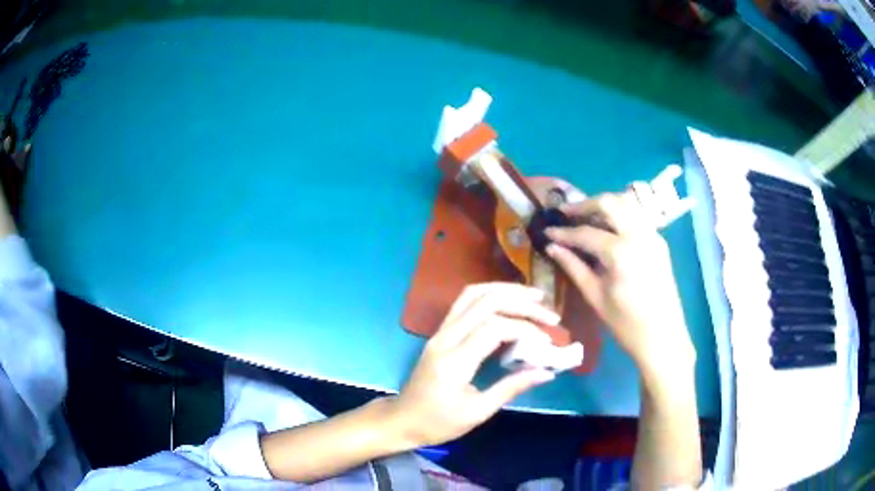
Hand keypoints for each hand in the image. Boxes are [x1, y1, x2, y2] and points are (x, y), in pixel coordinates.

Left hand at [390, 283, 559, 447]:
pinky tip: (510, 301)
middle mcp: (445, 338)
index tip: (547, 343)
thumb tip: (547, 372)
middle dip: (521, 303)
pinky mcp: (440, 332)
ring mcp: (440, 332)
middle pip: (485, 302)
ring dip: (506, 290)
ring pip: (472, 294)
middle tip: (550, 315)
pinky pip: (465, 302)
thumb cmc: (438, 423)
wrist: (402, 420)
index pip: (493, 328)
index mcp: (454, 362)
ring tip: (535, 296)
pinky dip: (490, 295)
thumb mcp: (477, 412)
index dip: (525, 330)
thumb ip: (511, 387)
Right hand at [544, 192, 694, 378]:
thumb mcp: (595, 297)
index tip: (547, 230)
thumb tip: (552, 247)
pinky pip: (637, 216)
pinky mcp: (659, 241)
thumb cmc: (626, 324)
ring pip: (626, 203)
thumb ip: (574, 267)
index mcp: (621, 253)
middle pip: (609, 203)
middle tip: (566, 214)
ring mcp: (653, 235)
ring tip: (586, 217)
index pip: (586, 233)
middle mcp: (639, 235)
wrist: (663, 337)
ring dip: (604, 205)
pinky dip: (620, 213)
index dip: (564, 232)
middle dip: (585, 204)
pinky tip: (608, 227)